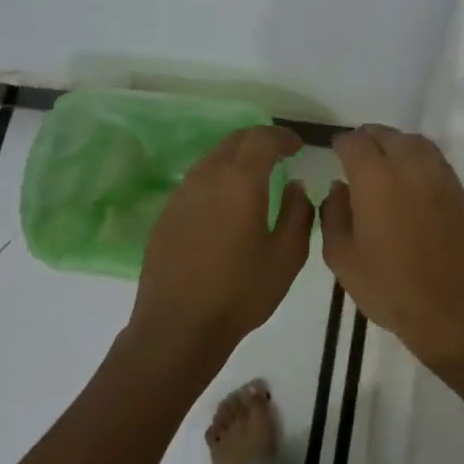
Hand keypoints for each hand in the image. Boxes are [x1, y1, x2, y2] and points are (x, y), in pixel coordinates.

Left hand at [130, 125, 314, 364]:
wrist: (178, 326)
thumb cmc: (240, 293)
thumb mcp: (287, 256)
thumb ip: (297, 213)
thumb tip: (295, 187)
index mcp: (239, 182)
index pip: (262, 138)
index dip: (282, 137)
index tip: (298, 147)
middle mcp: (206, 177)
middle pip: (233, 141)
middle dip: (259, 141)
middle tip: (279, 155)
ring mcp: (181, 195)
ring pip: (212, 159)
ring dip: (236, 159)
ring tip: (255, 179)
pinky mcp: (166, 215)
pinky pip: (196, 182)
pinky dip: (217, 179)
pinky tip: (226, 206)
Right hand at [321, 125, 463, 369]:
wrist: (450, 308)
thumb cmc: (388, 286)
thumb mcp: (341, 257)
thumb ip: (333, 214)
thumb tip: (339, 188)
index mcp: (375, 178)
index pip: (355, 142)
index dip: (342, 143)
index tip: (336, 151)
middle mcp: (410, 166)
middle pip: (387, 135)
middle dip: (369, 139)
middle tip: (359, 154)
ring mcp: (441, 177)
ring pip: (416, 143)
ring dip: (397, 144)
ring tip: (387, 161)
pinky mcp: (461, 193)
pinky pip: (437, 162)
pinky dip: (420, 160)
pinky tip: (414, 181)